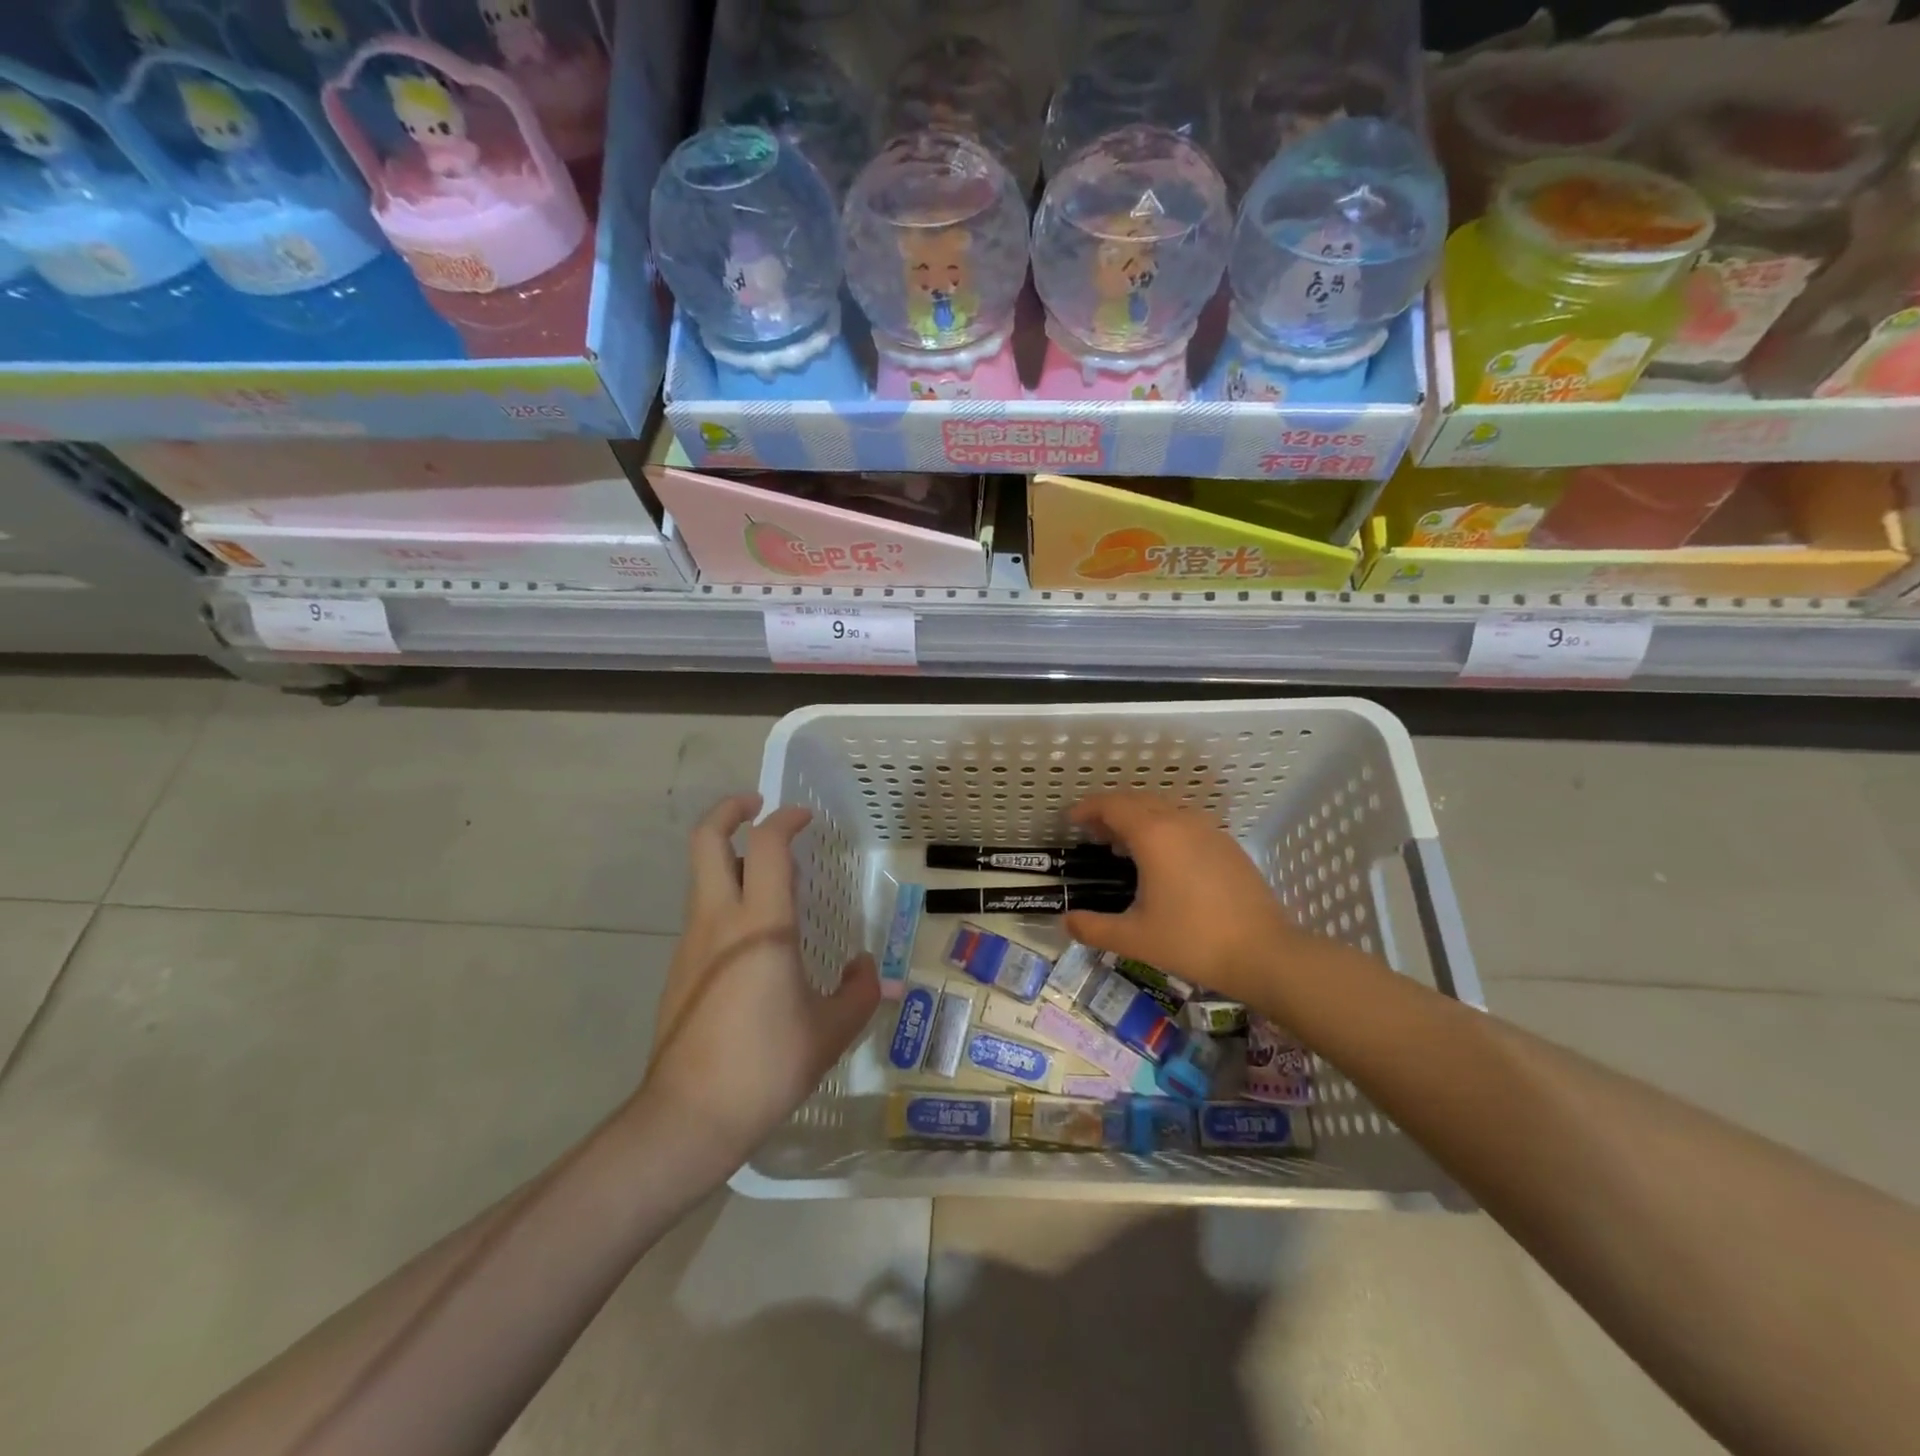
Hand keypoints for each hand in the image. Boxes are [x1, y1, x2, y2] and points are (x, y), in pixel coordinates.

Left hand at [640, 794, 877, 1163]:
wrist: (688, 1119)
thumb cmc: (766, 1065)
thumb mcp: (830, 1031)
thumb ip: (859, 992)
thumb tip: (866, 969)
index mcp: (760, 924)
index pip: (766, 846)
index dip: (786, 820)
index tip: (805, 819)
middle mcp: (718, 920)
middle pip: (706, 840)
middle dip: (730, 811)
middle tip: (758, 807)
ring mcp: (691, 944)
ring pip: (702, 876)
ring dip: (730, 858)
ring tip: (770, 876)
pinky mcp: (679, 970)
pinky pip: (703, 914)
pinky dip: (726, 899)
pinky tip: (757, 938)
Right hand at [1064, 791, 1311, 1004]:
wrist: (1264, 953)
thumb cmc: (1192, 941)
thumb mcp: (1134, 939)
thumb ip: (1093, 928)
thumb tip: (1066, 922)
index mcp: (1154, 835)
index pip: (1112, 805)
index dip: (1088, 809)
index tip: (1071, 820)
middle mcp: (1180, 821)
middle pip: (1137, 800)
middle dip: (1110, 811)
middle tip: (1092, 833)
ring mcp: (1209, 830)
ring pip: (1164, 808)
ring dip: (1138, 817)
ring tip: (1123, 845)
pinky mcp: (1227, 845)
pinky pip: (1186, 822)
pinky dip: (1163, 827)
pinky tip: (1163, 859)